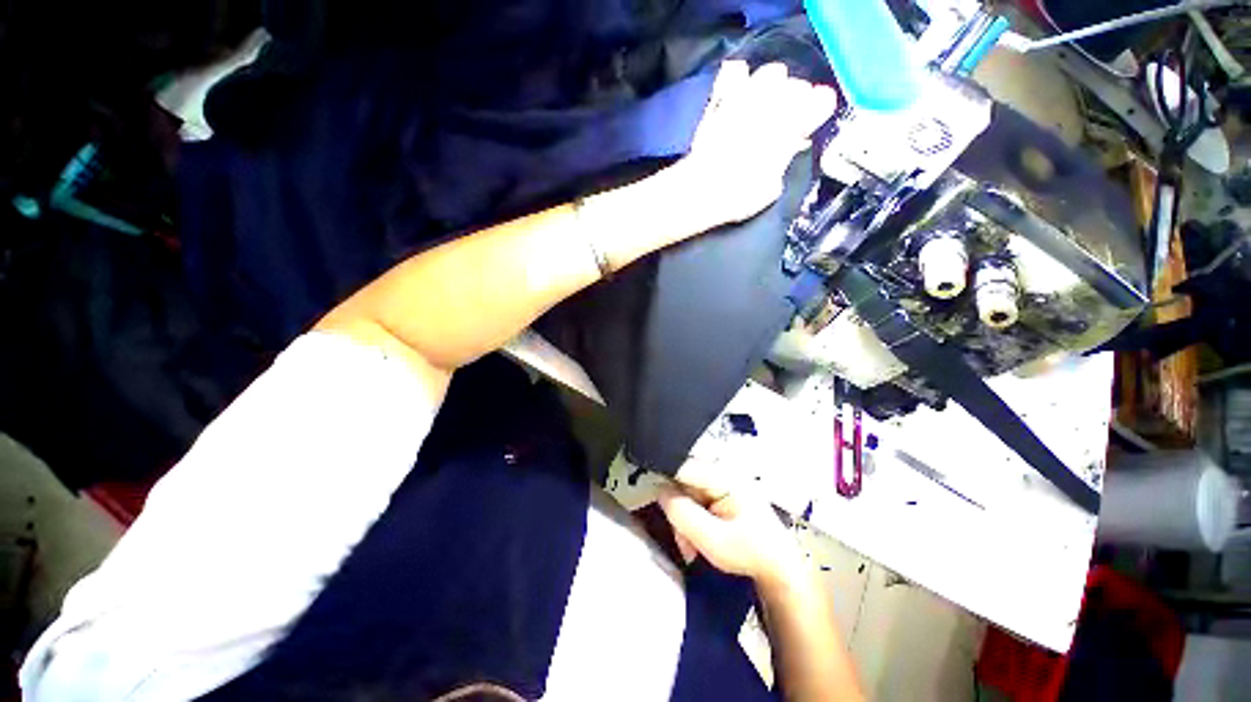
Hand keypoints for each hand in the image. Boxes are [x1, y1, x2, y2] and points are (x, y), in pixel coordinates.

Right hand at [657, 480, 804, 584]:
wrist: (779, 567)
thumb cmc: (751, 554)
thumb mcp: (714, 541)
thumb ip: (683, 514)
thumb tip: (659, 490)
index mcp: (724, 476)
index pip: (682, 466)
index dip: (663, 477)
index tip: (651, 496)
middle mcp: (720, 472)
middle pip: (681, 481)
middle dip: (677, 511)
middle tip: (683, 542)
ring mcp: (720, 482)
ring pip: (684, 493)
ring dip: (682, 520)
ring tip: (692, 548)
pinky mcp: (719, 492)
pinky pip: (693, 500)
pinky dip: (690, 520)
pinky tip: (697, 541)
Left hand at [678, 60, 836, 226]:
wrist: (702, 189)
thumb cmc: (741, 195)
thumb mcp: (773, 187)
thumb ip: (784, 160)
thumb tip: (787, 148)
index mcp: (795, 124)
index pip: (822, 100)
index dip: (818, 110)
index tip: (812, 122)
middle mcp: (776, 102)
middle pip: (798, 85)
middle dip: (796, 100)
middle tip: (786, 120)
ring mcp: (747, 95)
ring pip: (772, 73)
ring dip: (773, 86)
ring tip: (765, 104)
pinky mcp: (722, 98)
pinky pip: (736, 71)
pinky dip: (741, 79)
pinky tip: (739, 93)